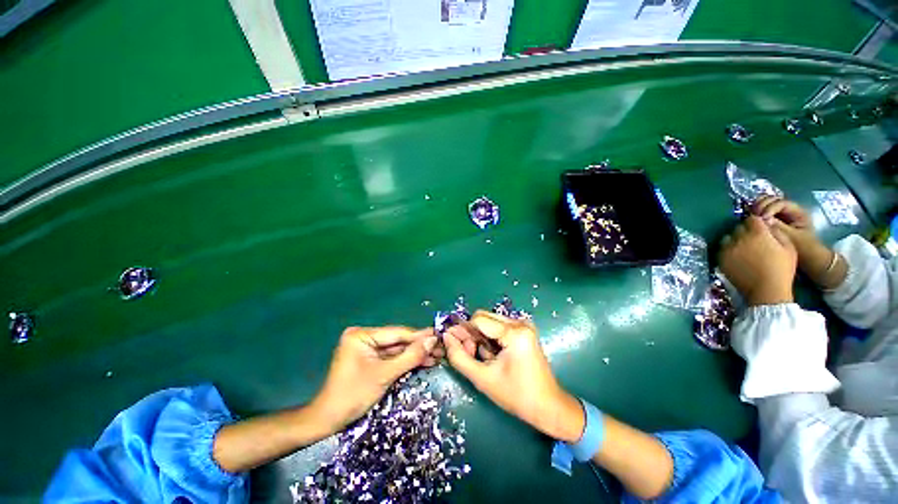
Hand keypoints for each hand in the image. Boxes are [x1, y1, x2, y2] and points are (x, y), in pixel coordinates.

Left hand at [312, 327, 439, 430]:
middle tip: (441, 347)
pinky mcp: (370, 359)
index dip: (419, 336)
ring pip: (397, 349)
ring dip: (415, 354)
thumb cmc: (353, 395)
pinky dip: (406, 361)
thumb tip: (432, 340)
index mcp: (362, 335)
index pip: (397, 333)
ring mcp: (367, 348)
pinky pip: (392, 358)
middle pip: (398, 341)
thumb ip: (410, 356)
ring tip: (437, 355)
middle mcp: (365, 337)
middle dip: (419, 346)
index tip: (438, 335)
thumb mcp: (384, 375)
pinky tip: (424, 361)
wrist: (328, 421)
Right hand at [443, 312, 584, 442]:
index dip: (465, 333)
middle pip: (484, 317)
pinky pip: (499, 326)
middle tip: (474, 355)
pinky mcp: (525, 330)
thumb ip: (459, 357)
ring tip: (487, 359)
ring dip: (482, 337)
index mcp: (514, 332)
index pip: (478, 319)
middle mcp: (521, 322)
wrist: (548, 407)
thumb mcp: (482, 378)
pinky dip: (492, 338)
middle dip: (473, 334)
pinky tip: (495, 355)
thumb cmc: (516, 395)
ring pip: (490, 321)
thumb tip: (446, 337)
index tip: (463, 351)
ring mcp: (524, 325)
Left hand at [719, 216, 796, 305]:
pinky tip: (736, 257)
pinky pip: (721, 249)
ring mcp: (727, 249)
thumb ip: (777, 232)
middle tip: (753, 241)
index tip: (760, 229)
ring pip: (728, 238)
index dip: (756, 223)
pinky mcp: (720, 259)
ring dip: (734, 240)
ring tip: (743, 249)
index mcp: (757, 233)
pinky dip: (727, 250)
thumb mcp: (789, 247)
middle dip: (746, 231)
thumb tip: (767, 224)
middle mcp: (739, 238)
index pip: (752, 219)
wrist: (766, 290)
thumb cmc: (781, 269)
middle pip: (739, 228)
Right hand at [752, 196, 817, 254]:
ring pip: (766, 203)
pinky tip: (751, 218)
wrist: (808, 258)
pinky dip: (756, 212)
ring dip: (757, 207)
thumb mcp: (791, 237)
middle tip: (753, 215)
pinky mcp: (774, 219)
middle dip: (761, 205)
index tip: (761, 218)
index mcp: (798, 212)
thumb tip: (761, 219)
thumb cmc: (803, 247)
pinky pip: (763, 211)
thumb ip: (778, 226)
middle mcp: (790, 210)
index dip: (770, 208)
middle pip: (773, 199)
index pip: (781, 203)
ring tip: (751, 216)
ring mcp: (781, 214)